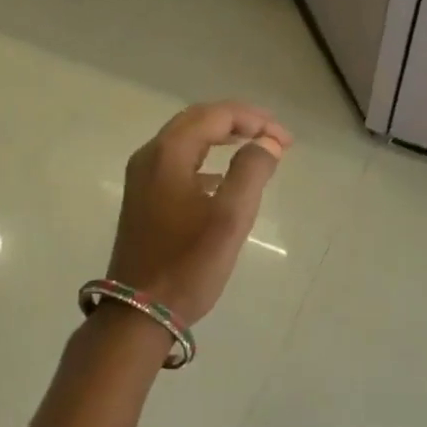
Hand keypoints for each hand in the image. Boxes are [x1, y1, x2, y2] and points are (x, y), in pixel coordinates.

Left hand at [107, 102, 290, 326]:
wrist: (140, 311)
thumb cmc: (188, 264)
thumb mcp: (230, 218)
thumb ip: (252, 172)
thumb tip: (267, 143)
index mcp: (167, 155)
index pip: (215, 115)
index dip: (254, 120)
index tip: (286, 141)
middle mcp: (149, 158)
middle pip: (197, 121)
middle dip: (238, 122)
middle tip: (274, 137)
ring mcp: (142, 180)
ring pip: (186, 142)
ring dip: (222, 139)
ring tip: (256, 150)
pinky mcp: (143, 200)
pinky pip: (178, 165)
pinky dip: (206, 161)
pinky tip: (224, 181)